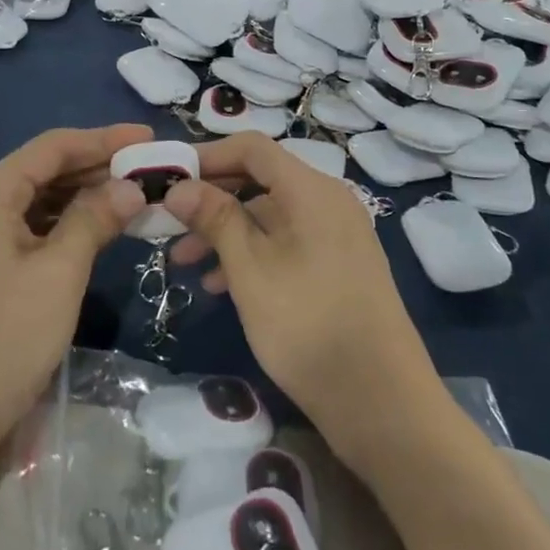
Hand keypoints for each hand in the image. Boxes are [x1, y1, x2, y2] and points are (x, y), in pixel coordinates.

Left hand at [0, 124, 150, 475]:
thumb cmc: (1, 340)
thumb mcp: (58, 274)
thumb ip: (94, 220)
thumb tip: (130, 188)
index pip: (53, 147)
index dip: (104, 139)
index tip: (149, 139)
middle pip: (44, 170)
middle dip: (97, 169)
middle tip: (150, 173)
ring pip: (38, 201)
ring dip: (84, 198)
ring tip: (133, 199)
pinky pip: (29, 229)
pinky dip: (65, 226)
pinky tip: (98, 233)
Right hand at [164, 135, 434, 447]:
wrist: (382, 402)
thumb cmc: (308, 325)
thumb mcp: (250, 269)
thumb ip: (215, 218)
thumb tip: (179, 185)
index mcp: (311, 189)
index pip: (251, 148)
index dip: (206, 156)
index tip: (167, 176)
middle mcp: (328, 201)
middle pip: (260, 179)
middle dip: (210, 198)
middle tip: (167, 220)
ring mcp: (337, 235)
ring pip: (270, 215)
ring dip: (225, 231)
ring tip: (182, 261)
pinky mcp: (338, 266)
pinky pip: (287, 242)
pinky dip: (252, 253)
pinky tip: (219, 285)